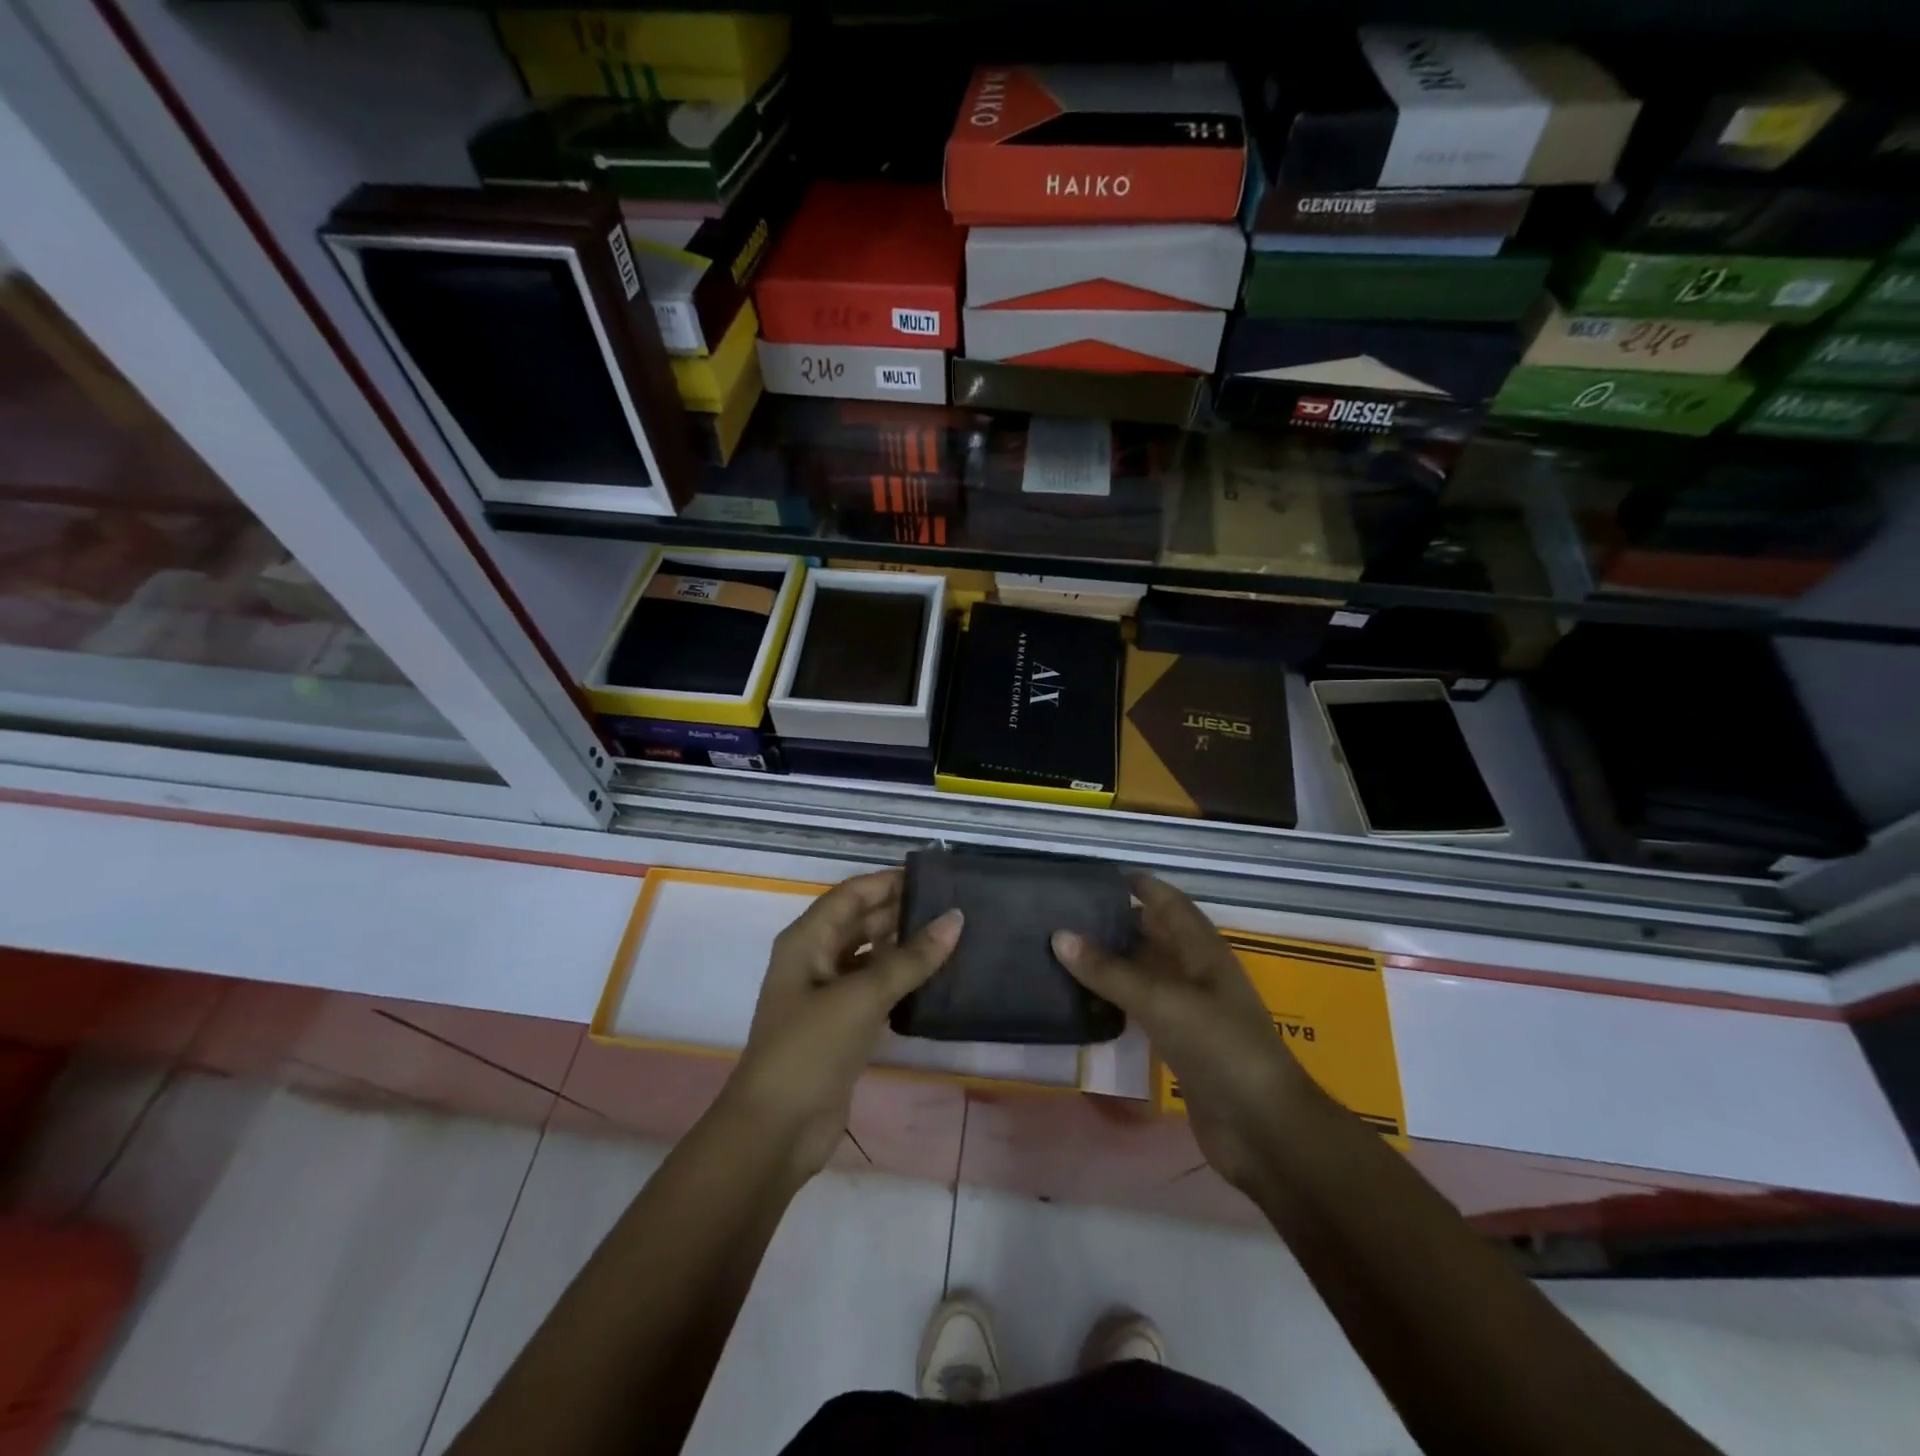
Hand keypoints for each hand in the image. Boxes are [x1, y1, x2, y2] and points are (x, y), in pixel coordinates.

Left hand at [726, 870, 961, 1181]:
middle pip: (862, 922)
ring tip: (954, 936)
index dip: (889, 882)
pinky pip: (877, 988)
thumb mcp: (862, 997)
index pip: (852, 894)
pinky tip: (936, 978)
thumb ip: (910, 958)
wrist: (776, 1131)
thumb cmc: (810, 1049)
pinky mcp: (843, 1025)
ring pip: (872, 956)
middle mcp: (816, 959)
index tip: (936, 877)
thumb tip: (955, 919)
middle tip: (955, 906)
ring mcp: (828, 994)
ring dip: (905, 946)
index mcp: (807, 940)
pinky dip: (902, 980)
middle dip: (902, 911)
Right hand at [1053, 873, 1313, 1191]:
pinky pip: (1142, 1011)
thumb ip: (1110, 970)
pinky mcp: (1181, 1046)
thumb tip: (1059, 935)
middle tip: (1067, 915)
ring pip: (1146, 974)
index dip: (1141, 886)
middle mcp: (1197, 974)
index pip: (1170, 903)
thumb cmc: (1220, 1048)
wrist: (1263, 1129)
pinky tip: (1086, 1003)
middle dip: (1118, 923)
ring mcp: (1191, 1012)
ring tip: (1065, 953)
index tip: (1098, 877)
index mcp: (1203, 951)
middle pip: (1155, 937)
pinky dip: (1116, 1002)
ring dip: (1113, 964)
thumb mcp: (1162, 1001)